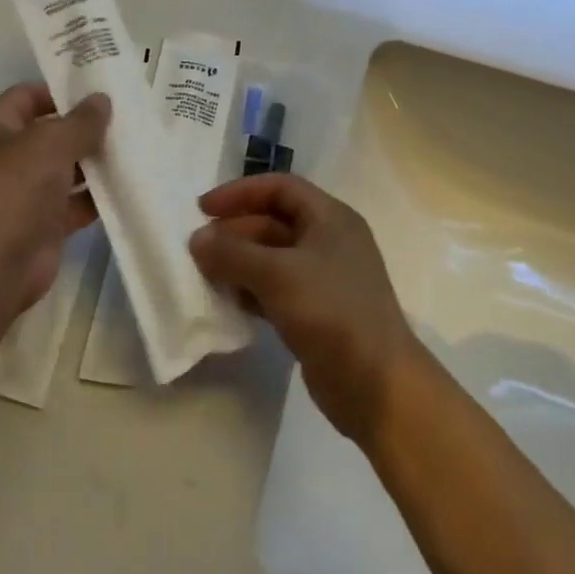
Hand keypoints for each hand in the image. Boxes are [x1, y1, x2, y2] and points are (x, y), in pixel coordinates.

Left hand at [0, 83, 109, 324]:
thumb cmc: (11, 190)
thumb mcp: (49, 143)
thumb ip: (80, 121)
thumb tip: (102, 100)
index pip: (26, 96)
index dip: (59, 90)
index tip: (99, 88)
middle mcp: (6, 158)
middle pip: (49, 133)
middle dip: (84, 127)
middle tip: (127, 117)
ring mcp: (24, 194)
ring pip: (65, 170)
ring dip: (95, 163)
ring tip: (135, 148)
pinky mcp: (43, 226)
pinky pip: (75, 205)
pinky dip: (97, 198)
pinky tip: (129, 186)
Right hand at [190, 174, 421, 446]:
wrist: (377, 385)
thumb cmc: (331, 313)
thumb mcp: (277, 274)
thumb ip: (232, 253)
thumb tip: (197, 239)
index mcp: (330, 218)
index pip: (279, 188)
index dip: (239, 193)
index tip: (203, 209)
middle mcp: (329, 241)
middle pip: (273, 222)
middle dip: (234, 232)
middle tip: (198, 248)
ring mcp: (325, 278)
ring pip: (272, 258)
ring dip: (238, 262)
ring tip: (204, 274)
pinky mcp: (317, 312)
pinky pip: (276, 289)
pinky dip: (250, 290)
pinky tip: (227, 302)